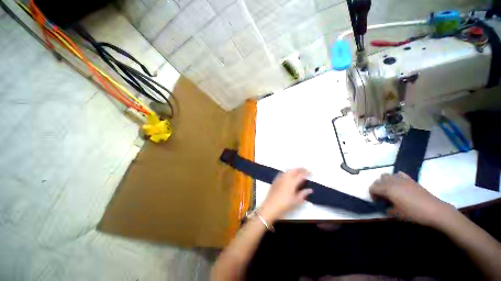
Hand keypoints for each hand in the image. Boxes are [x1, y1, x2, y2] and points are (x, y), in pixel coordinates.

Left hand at [259, 168, 312, 222]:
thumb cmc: (284, 205)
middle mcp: (286, 178)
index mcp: (292, 182)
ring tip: (298, 172)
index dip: (307, 173)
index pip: (301, 174)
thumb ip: (303, 194)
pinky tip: (288, 175)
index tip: (311, 173)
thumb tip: (310, 190)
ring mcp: (279, 178)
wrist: (270, 206)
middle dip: (300, 169)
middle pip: (294, 170)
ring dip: (294, 170)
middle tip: (305, 170)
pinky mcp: (275, 180)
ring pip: (288, 170)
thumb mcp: (296, 201)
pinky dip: (287, 172)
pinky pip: (282, 173)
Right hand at [369, 172, 456, 227]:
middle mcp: (392, 182)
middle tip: (382, 196)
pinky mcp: (410, 180)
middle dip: (377, 187)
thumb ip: (387, 208)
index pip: (372, 188)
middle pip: (378, 180)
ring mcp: (401, 179)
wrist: (434, 210)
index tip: (377, 202)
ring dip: (384, 181)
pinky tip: (399, 184)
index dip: (372, 195)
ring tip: (389, 190)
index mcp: (387, 189)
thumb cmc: (414, 213)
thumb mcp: (397, 214)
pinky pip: (398, 174)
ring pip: (386, 175)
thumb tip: (385, 206)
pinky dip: (395, 177)